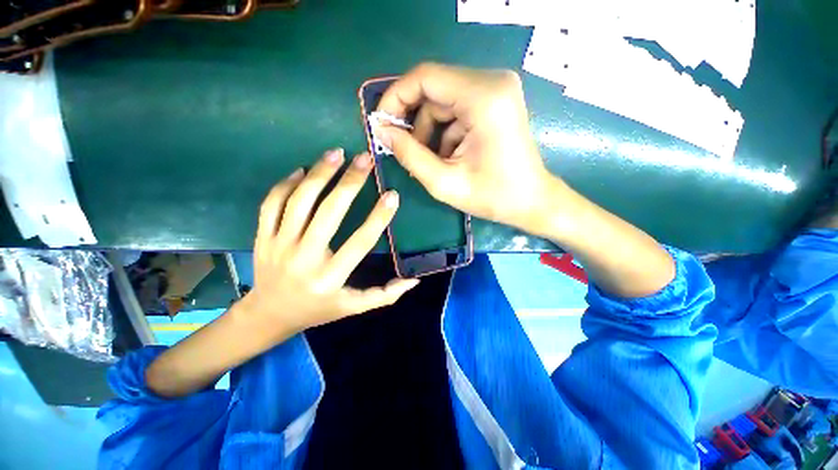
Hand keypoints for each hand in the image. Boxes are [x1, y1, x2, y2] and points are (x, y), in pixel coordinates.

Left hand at [240, 149, 419, 336]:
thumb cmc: (317, 309)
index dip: (379, 217)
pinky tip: (302, 170)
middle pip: (329, 212)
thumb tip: (414, 281)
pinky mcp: (261, 237)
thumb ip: (383, 295)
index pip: (360, 241)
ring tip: (337, 153)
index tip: (392, 194)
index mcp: (330, 277)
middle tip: (365, 159)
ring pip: (299, 201)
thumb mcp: (353, 308)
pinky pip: (271, 204)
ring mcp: (278, 245)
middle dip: (350, 182)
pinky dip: (286, 184)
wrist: (269, 315)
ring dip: (319, 173)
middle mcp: (304, 258)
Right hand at [375, 63, 555, 230]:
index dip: (395, 98)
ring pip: (442, 102)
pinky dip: (444, 132)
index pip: (425, 77)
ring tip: (432, 162)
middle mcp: (492, 82)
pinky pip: (456, 109)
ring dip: (430, 132)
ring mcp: (496, 90)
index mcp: (483, 97)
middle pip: (433, 89)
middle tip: (405, 151)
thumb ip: (408, 154)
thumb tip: (381, 130)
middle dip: (414, 122)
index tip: (382, 125)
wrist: (531, 201)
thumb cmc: (493, 197)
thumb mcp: (444, 182)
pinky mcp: (495, 101)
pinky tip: (448, 157)